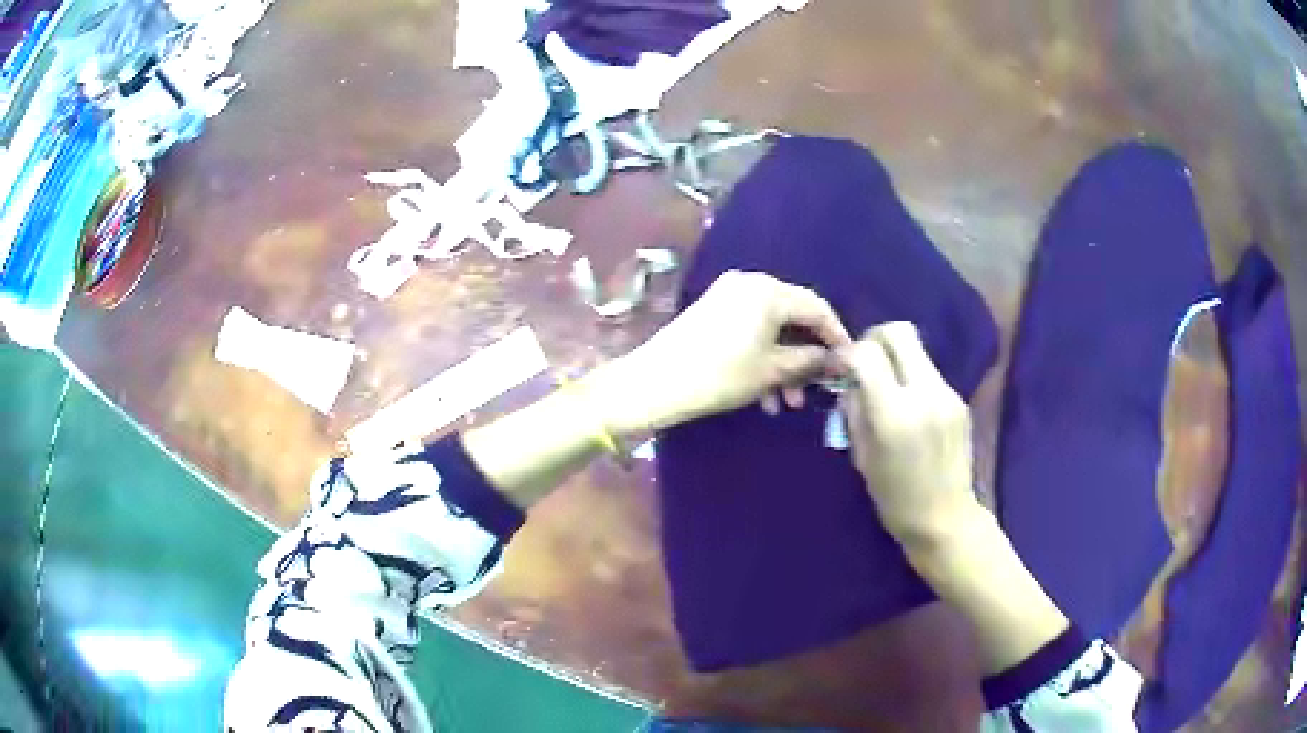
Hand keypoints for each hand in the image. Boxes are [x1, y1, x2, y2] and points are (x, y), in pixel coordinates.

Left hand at [593, 271, 850, 437]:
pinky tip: (764, 395)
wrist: (655, 383)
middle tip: (813, 391)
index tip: (848, 365)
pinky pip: (750, 330)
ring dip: (784, 365)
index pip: (817, 308)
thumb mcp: (772, 371)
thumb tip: (838, 360)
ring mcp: (728, 295)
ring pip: (771, 329)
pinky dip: (762, 357)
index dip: (837, 337)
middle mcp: (750, 283)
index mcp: (769, 291)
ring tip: (786, 404)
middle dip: (806, 358)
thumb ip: (810, 361)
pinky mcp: (713, 311)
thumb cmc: (720, 375)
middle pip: (794, 318)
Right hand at [837, 322, 978, 545]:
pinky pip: (929, 373)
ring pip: (917, 350)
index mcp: (894, 414)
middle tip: (864, 361)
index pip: (868, 353)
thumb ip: (854, 411)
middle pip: (900, 332)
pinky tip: (908, 407)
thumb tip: (850, 381)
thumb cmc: (895, 498)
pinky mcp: (959, 401)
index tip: (839, 368)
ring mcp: (947, 395)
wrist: (945, 518)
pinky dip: (912, 378)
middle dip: (875, 338)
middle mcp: (925, 394)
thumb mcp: (862, 456)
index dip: (848, 353)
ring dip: (896, 359)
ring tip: (886, 388)